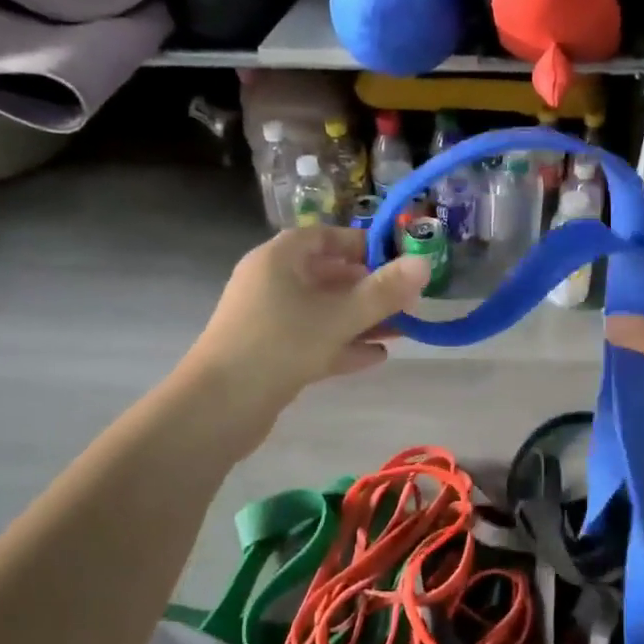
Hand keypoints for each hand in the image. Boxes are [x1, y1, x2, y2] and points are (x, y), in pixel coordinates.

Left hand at [181, 226, 429, 433]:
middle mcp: (271, 283)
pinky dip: (342, 345)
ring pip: (323, 312)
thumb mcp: (339, 316)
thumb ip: (383, 291)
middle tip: (408, 301)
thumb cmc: (280, 344)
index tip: (399, 260)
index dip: (363, 245)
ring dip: (361, 320)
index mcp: (280, 259)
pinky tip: (376, 357)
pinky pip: (313, 340)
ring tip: (402, 331)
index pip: (326, 237)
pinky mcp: (270, 354)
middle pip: (328, 277)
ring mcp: (269, 320)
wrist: (220, 406)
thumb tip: (424, 263)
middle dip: (370, 289)